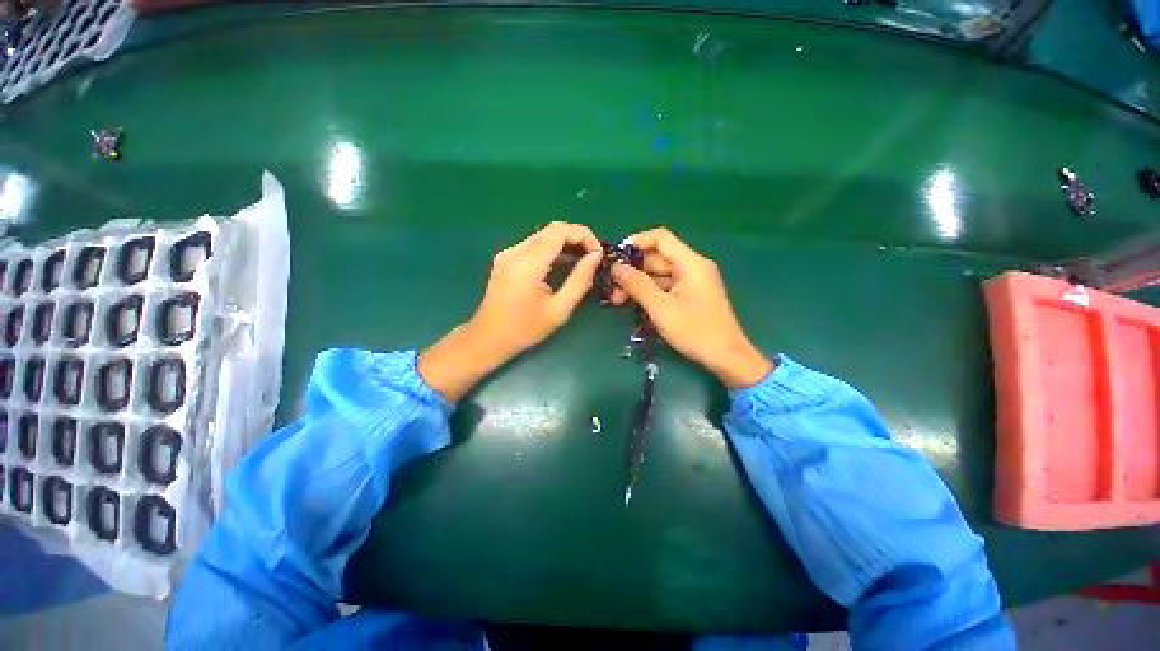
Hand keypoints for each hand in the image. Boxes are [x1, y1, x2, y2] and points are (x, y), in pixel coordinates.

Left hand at [419, 222, 602, 400]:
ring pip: (543, 236)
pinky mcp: (505, 259)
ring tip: (583, 260)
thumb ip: (580, 280)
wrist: (488, 339)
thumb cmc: (525, 329)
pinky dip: (552, 250)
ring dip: (565, 243)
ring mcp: (508, 254)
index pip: (560, 232)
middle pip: (552, 229)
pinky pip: (533, 245)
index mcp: (528, 263)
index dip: (584, 236)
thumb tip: (596, 256)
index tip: (599, 253)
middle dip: (577, 237)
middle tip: (594, 256)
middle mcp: (516, 251)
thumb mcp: (559, 309)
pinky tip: (563, 264)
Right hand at [611, 228, 772, 387]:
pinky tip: (634, 305)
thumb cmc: (696, 332)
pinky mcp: (691, 295)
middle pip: (657, 258)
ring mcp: (693, 281)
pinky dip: (650, 292)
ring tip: (617, 300)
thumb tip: (616, 268)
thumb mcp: (661, 309)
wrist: (727, 357)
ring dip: (638, 284)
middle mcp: (693, 267)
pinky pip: (666, 286)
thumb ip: (638, 285)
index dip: (636, 243)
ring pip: (659, 274)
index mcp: (691, 264)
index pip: (660, 238)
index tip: (615, 258)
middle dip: (633, 270)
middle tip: (612, 288)